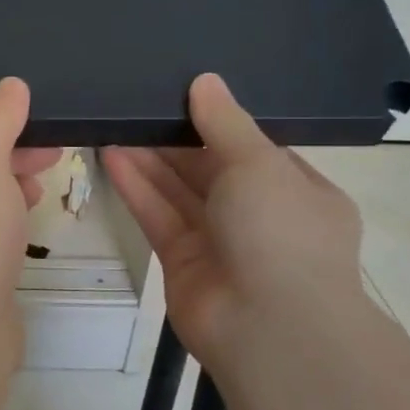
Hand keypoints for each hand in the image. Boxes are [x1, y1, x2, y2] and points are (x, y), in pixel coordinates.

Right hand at [103, 73, 367, 375]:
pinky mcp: (183, 262)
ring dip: (149, 159)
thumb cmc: (282, 232)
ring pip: (179, 191)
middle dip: (175, 138)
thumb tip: (204, 80)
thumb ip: (225, 122)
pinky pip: (159, 215)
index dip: (219, 120)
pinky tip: (111, 154)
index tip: (183, 92)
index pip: (255, 147)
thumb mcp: (260, 164)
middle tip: (136, 103)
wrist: (270, 329)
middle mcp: (260, 215)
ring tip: (114, 121)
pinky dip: (138, 187)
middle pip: (210, 167)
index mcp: (297, 190)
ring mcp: (220, 241)